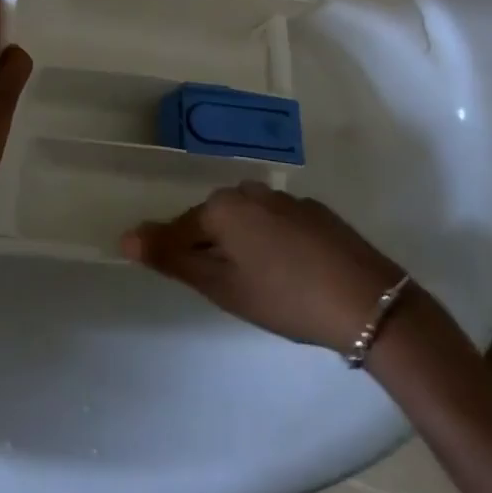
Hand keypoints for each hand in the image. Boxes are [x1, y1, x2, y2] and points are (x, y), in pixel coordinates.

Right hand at [122, 185, 405, 350]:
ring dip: (243, 243)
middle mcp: (250, 192)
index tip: (188, 281)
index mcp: (222, 206)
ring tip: (259, 282)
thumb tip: (126, 236)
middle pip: (214, 219)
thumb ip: (173, 258)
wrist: (365, 300)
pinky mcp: (315, 211)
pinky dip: (272, 241)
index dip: (177, 256)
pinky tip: (290, 271)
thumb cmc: (284, 297)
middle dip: (212, 248)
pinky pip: (276, 221)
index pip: (181, 228)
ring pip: (247, 219)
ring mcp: (286, 198)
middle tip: (227, 289)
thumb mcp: (223, 286)